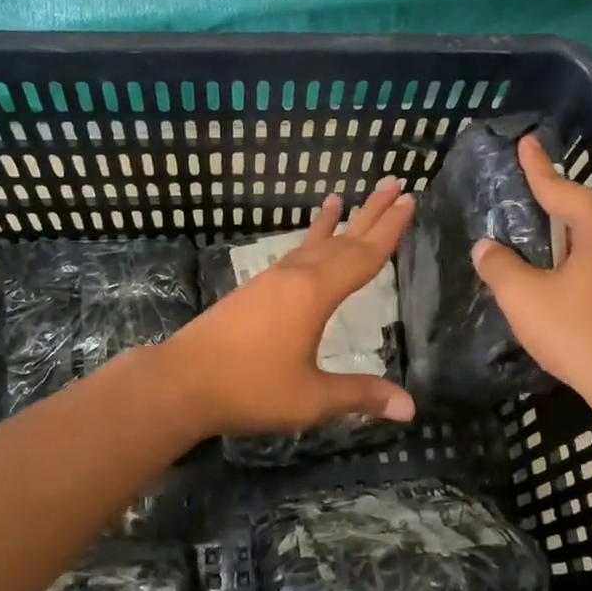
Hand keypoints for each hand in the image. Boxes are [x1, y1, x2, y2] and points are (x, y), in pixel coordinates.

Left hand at [165, 179, 417, 435]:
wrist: (180, 382)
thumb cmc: (249, 388)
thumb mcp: (311, 398)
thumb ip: (360, 395)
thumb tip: (411, 408)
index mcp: (314, 293)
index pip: (363, 256)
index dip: (390, 229)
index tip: (409, 200)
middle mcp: (295, 276)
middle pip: (341, 239)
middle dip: (371, 212)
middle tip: (395, 182)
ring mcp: (270, 280)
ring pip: (313, 243)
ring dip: (335, 223)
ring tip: (342, 197)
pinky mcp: (254, 290)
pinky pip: (293, 255)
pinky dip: (308, 240)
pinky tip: (306, 246)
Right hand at [471, 135, 591, 411]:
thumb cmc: (581, 334)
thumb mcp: (525, 299)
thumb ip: (500, 266)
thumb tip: (486, 247)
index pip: (560, 188)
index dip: (537, 167)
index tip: (527, 141)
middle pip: (588, 211)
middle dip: (559, 210)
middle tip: (531, 208)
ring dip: (579, 240)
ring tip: (551, 250)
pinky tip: (580, 282)